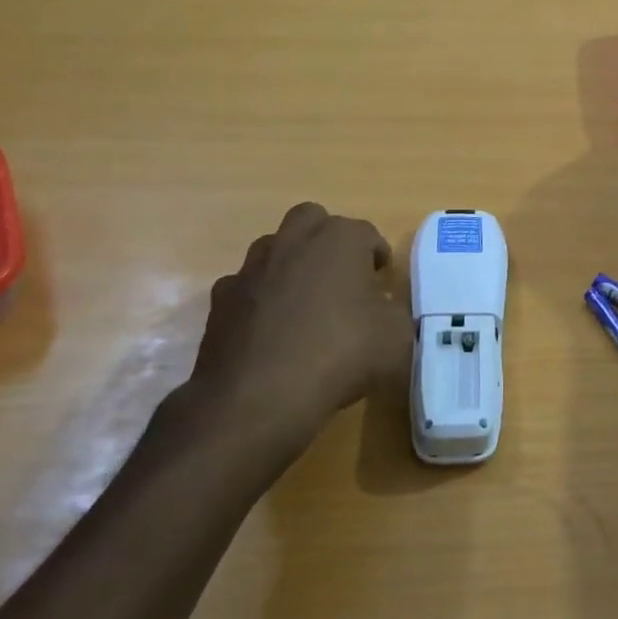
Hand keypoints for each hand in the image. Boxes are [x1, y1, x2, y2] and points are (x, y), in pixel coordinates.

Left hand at [175, 202, 412, 459]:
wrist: (257, 397)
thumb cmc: (340, 354)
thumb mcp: (395, 338)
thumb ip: (394, 313)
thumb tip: (382, 310)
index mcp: (340, 239)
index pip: (367, 234)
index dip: (378, 258)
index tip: (383, 285)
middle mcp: (294, 240)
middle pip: (313, 221)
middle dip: (328, 241)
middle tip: (342, 279)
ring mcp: (252, 267)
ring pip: (275, 249)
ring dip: (292, 266)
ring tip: (305, 304)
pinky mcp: (221, 299)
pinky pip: (247, 288)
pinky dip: (260, 300)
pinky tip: (270, 331)